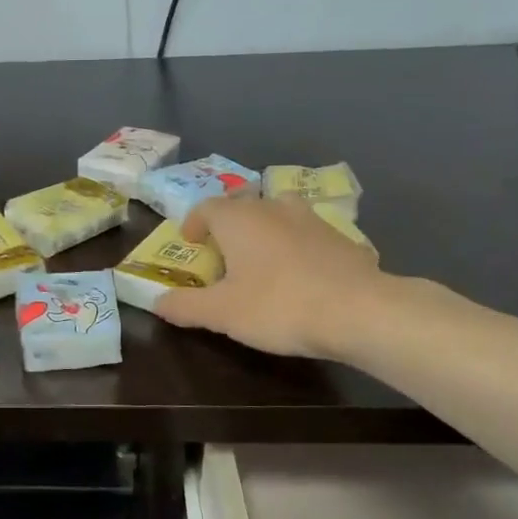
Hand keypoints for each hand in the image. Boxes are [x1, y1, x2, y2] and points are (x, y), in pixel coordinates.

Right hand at [154, 197, 389, 360]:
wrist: (360, 311)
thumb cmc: (279, 306)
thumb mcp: (221, 314)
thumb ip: (184, 306)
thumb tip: (157, 302)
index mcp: (239, 219)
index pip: (207, 207)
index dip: (194, 222)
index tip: (190, 242)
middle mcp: (274, 208)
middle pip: (244, 205)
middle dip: (229, 224)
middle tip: (222, 253)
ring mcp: (312, 219)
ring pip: (279, 213)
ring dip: (265, 230)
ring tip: (261, 258)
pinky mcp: (342, 238)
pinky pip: (308, 234)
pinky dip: (296, 246)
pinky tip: (301, 275)